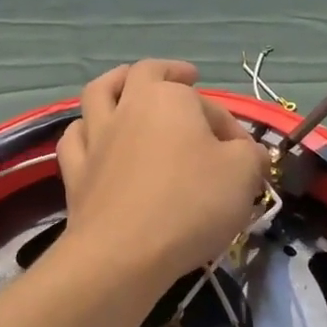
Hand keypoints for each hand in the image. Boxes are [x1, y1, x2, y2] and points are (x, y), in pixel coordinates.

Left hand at [56, 61, 268, 284]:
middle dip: (167, 72)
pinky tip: (94, 138)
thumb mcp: (243, 175)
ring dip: (115, 84)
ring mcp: (97, 137)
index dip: (231, 127)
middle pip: (144, 74)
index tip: (247, 158)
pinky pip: (75, 138)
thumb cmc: (190, 204)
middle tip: (184, 78)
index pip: (208, 104)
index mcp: (170, 98)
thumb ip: (251, 155)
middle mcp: (129, 106)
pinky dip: (85, 132)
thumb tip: (249, 153)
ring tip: (126, 85)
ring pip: (99, 93)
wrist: (124, 253)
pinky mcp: (76, 171)